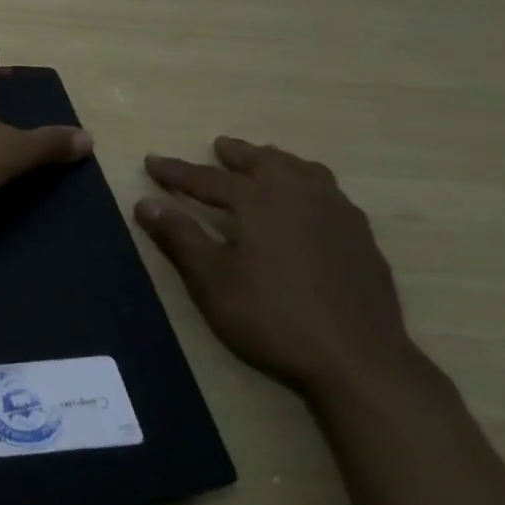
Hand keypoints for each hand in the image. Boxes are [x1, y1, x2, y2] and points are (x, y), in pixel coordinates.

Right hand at [134, 137, 428, 404]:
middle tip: (219, 146)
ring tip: (265, 162)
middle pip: (263, 162)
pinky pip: (329, 192)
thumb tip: (144, 202)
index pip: (206, 178)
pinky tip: (308, 203)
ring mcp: (337, 213)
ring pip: (303, 171)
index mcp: (259, 200)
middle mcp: (300, 194)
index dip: (176, 171)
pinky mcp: (361, 237)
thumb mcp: (211, 280)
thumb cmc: (271, 317)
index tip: (151, 161)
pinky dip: (308, 184)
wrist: (357, 358)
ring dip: (277, 162)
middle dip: (237, 154)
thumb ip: (179, 236)